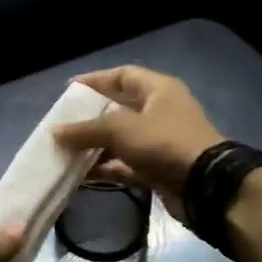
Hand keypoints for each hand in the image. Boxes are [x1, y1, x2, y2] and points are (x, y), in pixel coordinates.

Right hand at [52, 66, 224, 223]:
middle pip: (118, 109)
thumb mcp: (120, 129)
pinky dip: (105, 168)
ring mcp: (160, 142)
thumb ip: (85, 129)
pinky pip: (125, 164)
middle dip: (90, 118)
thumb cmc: (163, 142)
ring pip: (120, 140)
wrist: (206, 186)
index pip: (122, 75)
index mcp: (158, 90)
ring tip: (65, 152)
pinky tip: (80, 175)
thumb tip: (55, 132)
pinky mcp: (158, 168)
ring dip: (94, 146)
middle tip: (63, 124)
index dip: (95, 80)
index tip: (68, 90)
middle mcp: (160, 112)